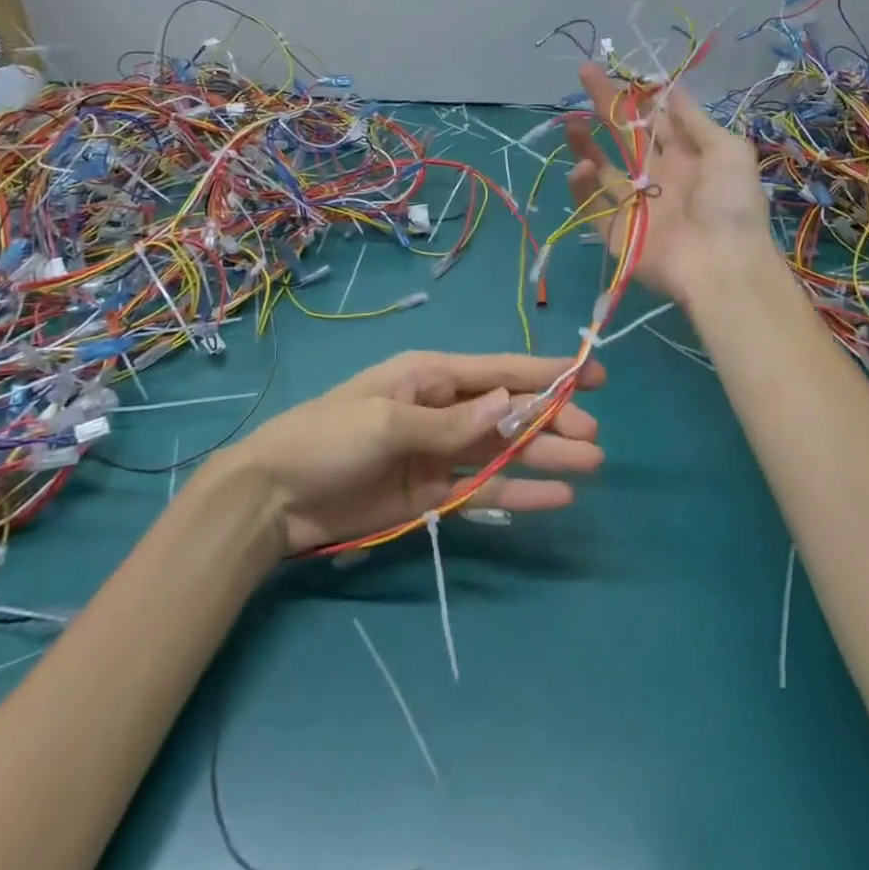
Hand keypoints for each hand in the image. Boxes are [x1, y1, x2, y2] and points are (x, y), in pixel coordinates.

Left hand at [219, 351, 605, 554]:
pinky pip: (485, 488)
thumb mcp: (388, 422)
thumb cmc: (327, 439)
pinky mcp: (433, 493)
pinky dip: (520, 492)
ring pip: (505, 450)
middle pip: (509, 410)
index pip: (499, 370)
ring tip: (590, 464)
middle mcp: (442, 409)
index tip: (593, 375)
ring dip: (545, 455)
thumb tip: (512, 403)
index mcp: (430, 377)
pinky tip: (555, 498)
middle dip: (552, 418)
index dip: (547, 371)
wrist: (274, 499)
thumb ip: (451, 423)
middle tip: (594, 436)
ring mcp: (440, 453)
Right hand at [564, 62, 771, 307]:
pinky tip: (582, 166)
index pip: (655, 120)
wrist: (722, 264)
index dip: (637, 96)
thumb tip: (674, 88)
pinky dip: (582, 186)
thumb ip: (696, 121)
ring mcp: (634, 204)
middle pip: (624, 136)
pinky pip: (592, 205)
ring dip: (585, 143)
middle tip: (584, 74)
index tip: (617, 71)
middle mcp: (657, 176)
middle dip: (606, 105)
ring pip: (601, 168)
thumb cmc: (731, 204)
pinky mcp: (616, 231)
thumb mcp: (728, 151)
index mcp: (686, 157)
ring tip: (571, 121)